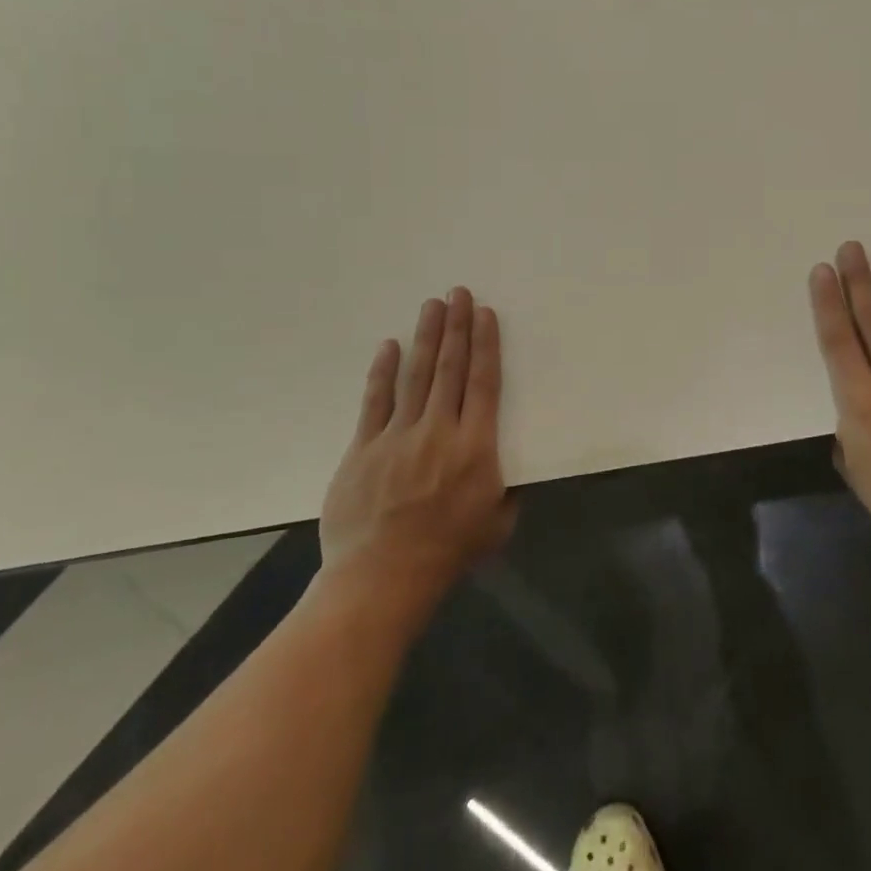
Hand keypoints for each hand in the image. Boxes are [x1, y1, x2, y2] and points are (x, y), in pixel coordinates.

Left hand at [315, 287, 514, 616]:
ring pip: (416, 375)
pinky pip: (375, 401)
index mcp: (476, 447)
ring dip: (426, 337)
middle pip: (450, 368)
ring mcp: (397, 436)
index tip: (485, 315)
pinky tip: (389, 347)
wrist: (381, 578)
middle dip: (456, 327)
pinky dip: (383, 372)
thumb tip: (505, 470)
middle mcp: (438, 431)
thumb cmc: (448, 552)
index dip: (485, 345)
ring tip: (431, 305)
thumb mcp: (497, 524)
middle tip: (458, 293)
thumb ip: (506, 490)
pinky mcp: (364, 448)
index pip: (483, 383)